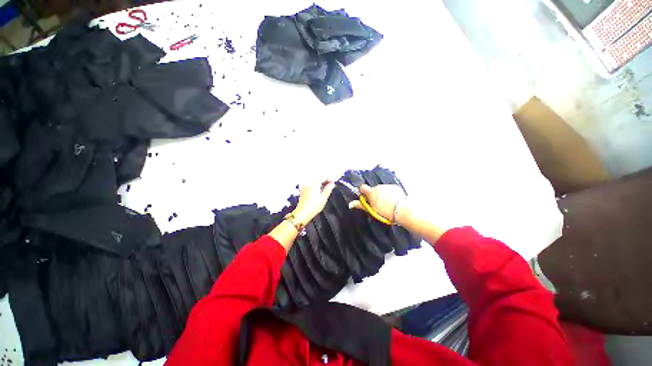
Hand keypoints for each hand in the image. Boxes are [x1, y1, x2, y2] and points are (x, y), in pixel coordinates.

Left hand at [293, 179, 335, 223]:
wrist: (302, 213)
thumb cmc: (314, 206)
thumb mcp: (323, 198)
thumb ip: (328, 189)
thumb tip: (332, 184)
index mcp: (315, 183)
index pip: (323, 177)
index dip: (329, 179)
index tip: (334, 182)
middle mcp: (309, 183)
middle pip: (318, 178)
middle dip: (325, 180)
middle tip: (331, 185)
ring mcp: (305, 186)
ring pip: (314, 181)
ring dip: (320, 183)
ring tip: (325, 188)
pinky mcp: (302, 191)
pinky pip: (310, 185)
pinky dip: (315, 186)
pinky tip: (318, 190)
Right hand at [349, 184, 406, 223]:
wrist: (402, 210)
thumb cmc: (385, 211)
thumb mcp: (372, 210)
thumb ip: (361, 205)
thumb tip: (350, 204)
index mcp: (371, 192)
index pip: (363, 187)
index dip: (363, 192)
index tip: (366, 198)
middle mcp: (378, 187)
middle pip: (373, 189)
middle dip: (375, 195)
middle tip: (378, 204)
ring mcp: (387, 186)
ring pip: (382, 190)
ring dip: (383, 194)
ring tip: (388, 204)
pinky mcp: (395, 187)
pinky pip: (390, 189)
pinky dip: (390, 194)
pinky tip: (394, 201)